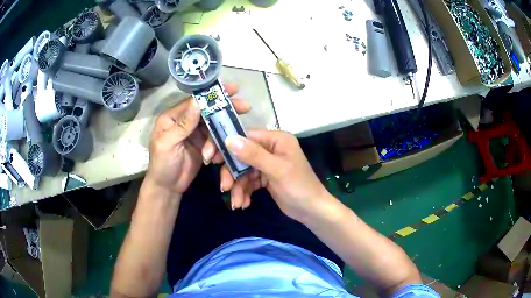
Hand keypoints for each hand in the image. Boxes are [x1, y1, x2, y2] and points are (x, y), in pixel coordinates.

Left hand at [146, 84, 249, 194]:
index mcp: (173, 117)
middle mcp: (186, 121)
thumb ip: (183, 124)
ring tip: (222, 145)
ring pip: (214, 126)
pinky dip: (218, 147)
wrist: (167, 187)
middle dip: (225, 109)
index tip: (233, 89)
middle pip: (208, 111)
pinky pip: (215, 140)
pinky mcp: (203, 145)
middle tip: (244, 107)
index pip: (195, 101)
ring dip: (220, 135)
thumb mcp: (168, 143)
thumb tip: (198, 102)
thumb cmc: (162, 164)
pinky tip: (216, 156)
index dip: (212, 94)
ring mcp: (196, 133)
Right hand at [222, 131, 329, 220]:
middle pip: (241, 155)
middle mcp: (270, 148)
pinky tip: (244, 204)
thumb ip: (253, 155)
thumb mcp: (277, 170)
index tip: (210, 157)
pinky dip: (244, 192)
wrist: (311, 211)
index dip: (226, 145)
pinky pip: (248, 181)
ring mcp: (267, 163)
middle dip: (232, 173)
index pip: (245, 136)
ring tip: (237, 204)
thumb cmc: (299, 187)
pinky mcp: (265, 177)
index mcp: (276, 139)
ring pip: (243, 171)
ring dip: (238, 187)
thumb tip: (229, 139)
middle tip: (224, 187)